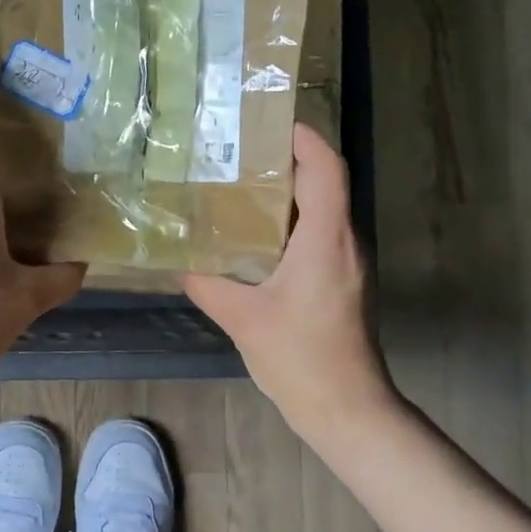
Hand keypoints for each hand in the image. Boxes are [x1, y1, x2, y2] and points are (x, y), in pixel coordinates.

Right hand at [183, 124, 394, 444]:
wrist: (346, 408)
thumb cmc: (300, 357)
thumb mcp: (242, 318)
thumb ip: (208, 285)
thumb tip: (183, 265)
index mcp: (325, 239)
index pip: (326, 169)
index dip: (305, 139)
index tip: (271, 122)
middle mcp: (344, 242)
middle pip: (325, 183)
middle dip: (288, 161)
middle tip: (240, 153)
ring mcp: (347, 264)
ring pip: (323, 210)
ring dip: (288, 194)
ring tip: (241, 188)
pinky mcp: (343, 283)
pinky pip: (319, 235)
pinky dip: (291, 223)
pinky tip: (256, 238)